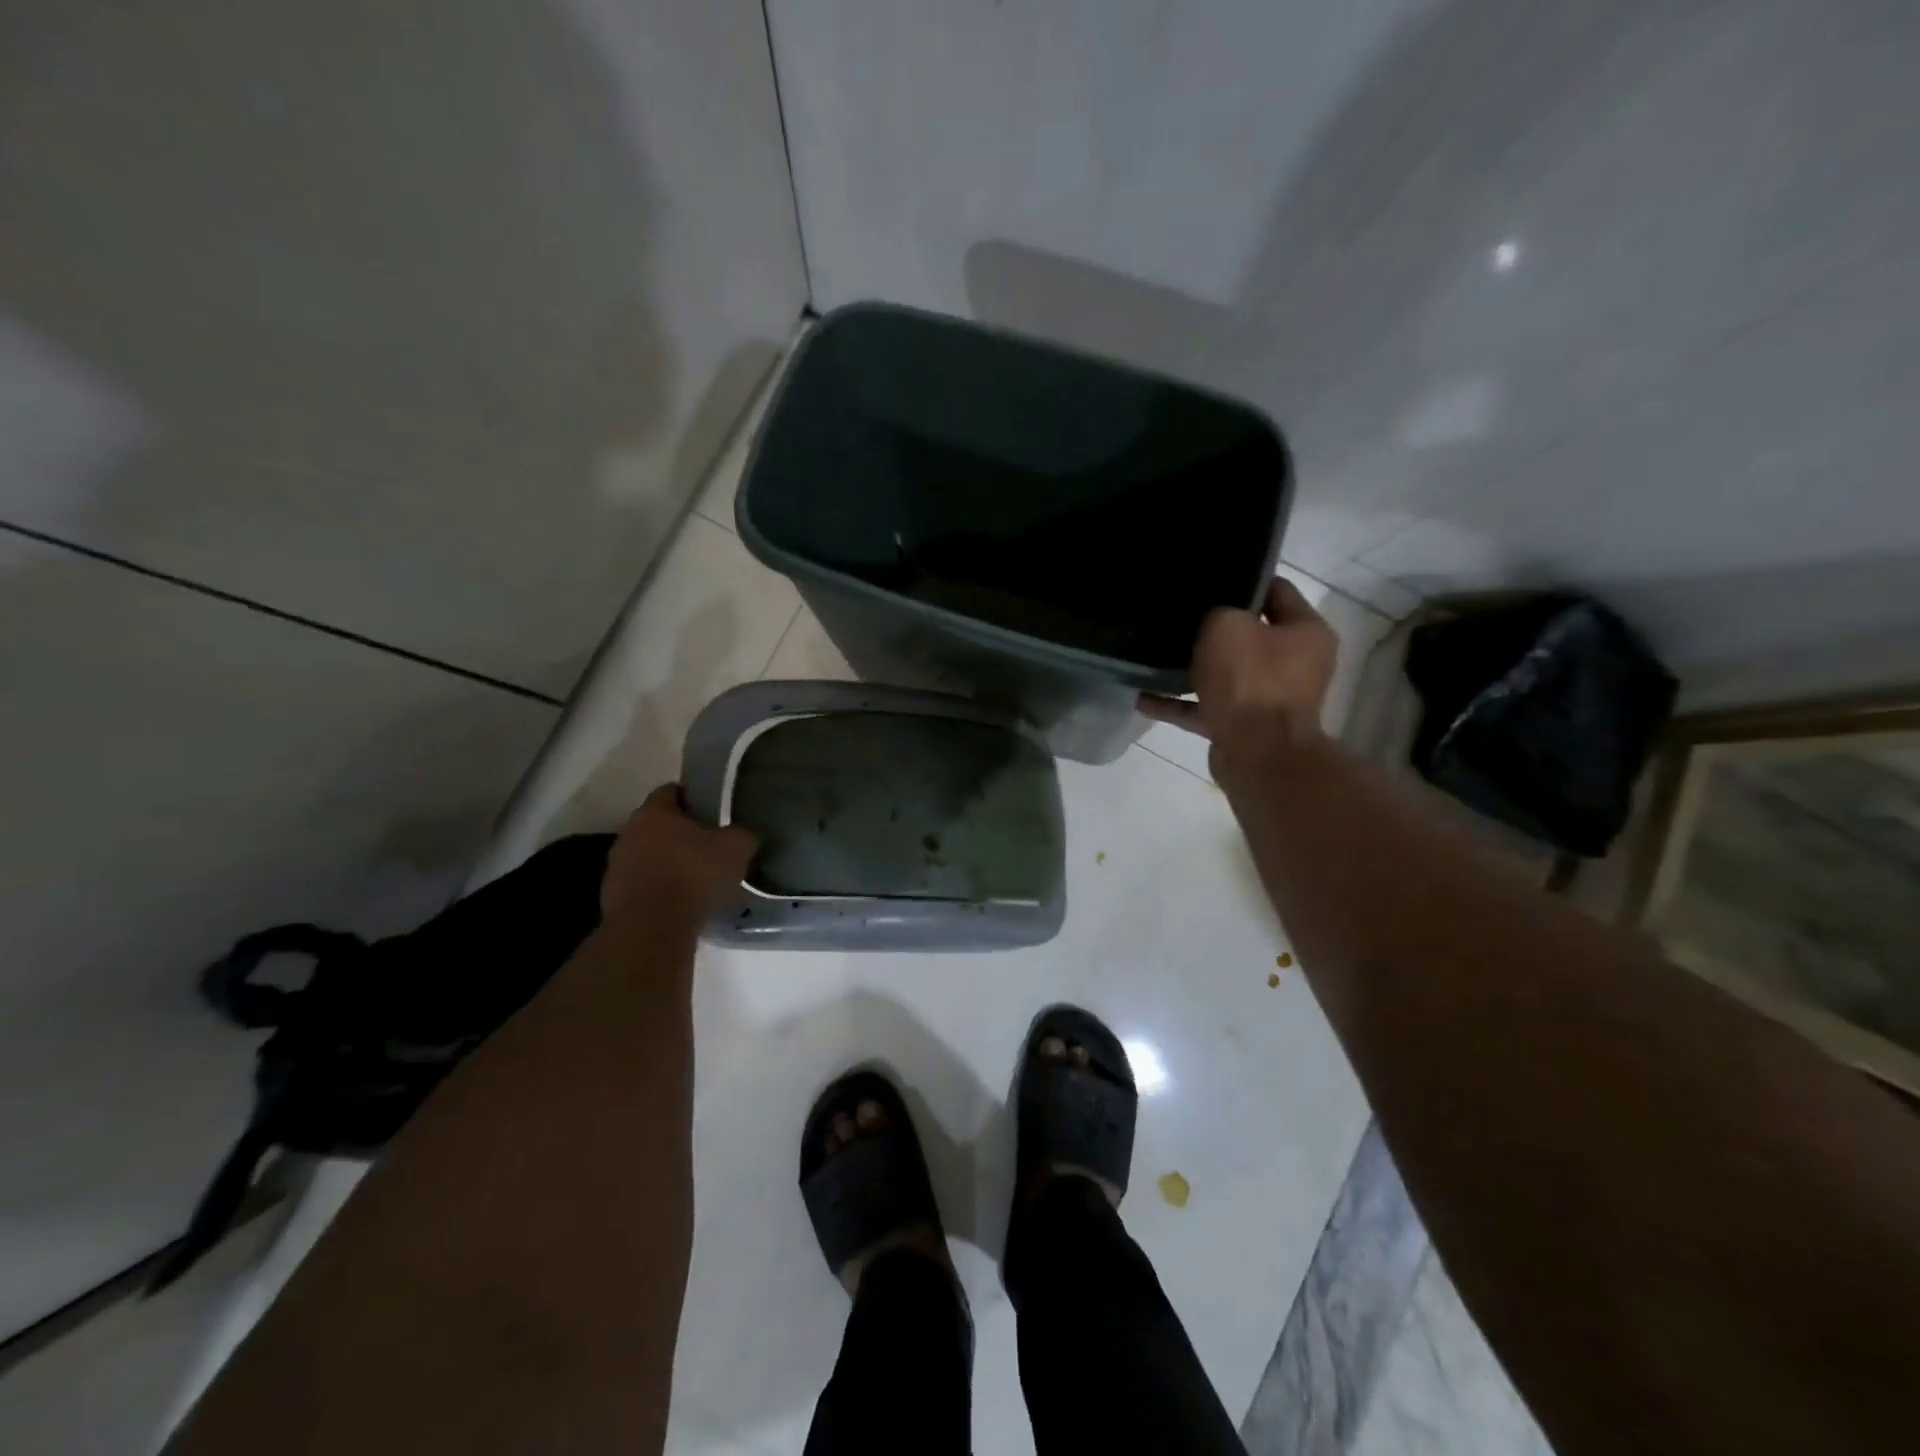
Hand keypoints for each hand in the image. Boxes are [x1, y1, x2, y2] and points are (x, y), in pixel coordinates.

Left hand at [600, 784, 758, 929]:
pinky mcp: (614, 899)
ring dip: (669, 862)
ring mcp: (617, 867)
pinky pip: (644, 885)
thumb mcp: (735, 849)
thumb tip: (745, 833)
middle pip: (659, 825)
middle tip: (710, 844)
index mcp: (654, 812)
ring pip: (649, 856)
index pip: (672, 791)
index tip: (714, 809)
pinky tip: (683, 902)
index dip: (694, 797)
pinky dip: (661, 889)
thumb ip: (742, 834)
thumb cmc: (693, 876)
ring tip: (698, 877)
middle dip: (682, 833)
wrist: (652, 931)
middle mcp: (628, 833)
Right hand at [1139, 577, 1336, 772]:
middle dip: (1214, 628)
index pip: (1277, 590)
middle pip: (1250, 635)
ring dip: (1193, 668)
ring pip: (1225, 674)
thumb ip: (1217, 613)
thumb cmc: (1251, 680)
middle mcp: (1294, 664)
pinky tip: (1143, 698)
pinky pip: (1205, 708)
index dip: (1244, 579)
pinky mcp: (1244, 726)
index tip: (1209, 575)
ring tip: (1155, 655)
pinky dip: (1178, 704)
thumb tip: (1211, 618)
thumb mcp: (1227, 627)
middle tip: (1178, 614)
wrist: (1258, 754)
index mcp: (1305, 632)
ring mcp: (1269, 698)